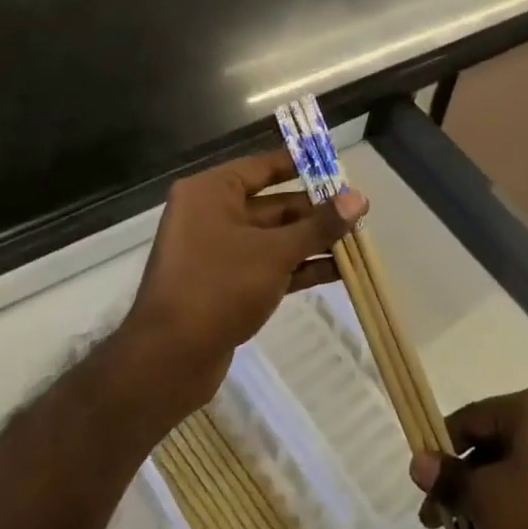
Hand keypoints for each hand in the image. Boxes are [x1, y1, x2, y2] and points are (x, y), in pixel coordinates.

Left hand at [123, 148, 365, 416]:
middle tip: (360, 213)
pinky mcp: (226, 285)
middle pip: (275, 204)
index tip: (340, 168)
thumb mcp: (276, 252)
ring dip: (313, 241)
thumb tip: (359, 198)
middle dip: (317, 211)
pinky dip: (300, 266)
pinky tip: (340, 271)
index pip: (265, 166)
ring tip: (358, 241)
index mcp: (212, 192)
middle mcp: (212, 214)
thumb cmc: (218, 287)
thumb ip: (320, 224)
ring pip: (275, 237)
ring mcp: (218, 252)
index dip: (304, 166)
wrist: (167, 362)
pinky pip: (269, 265)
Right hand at [410, 385, 527, 528]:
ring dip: (481, 513)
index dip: (442, 448)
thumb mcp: (483, 498)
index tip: (421, 482)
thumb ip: (449, 479)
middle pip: (495, 450)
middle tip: (434, 522)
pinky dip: (510, 523)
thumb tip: (418, 462)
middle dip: (461, 491)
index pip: (475, 417)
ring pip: (516, 480)